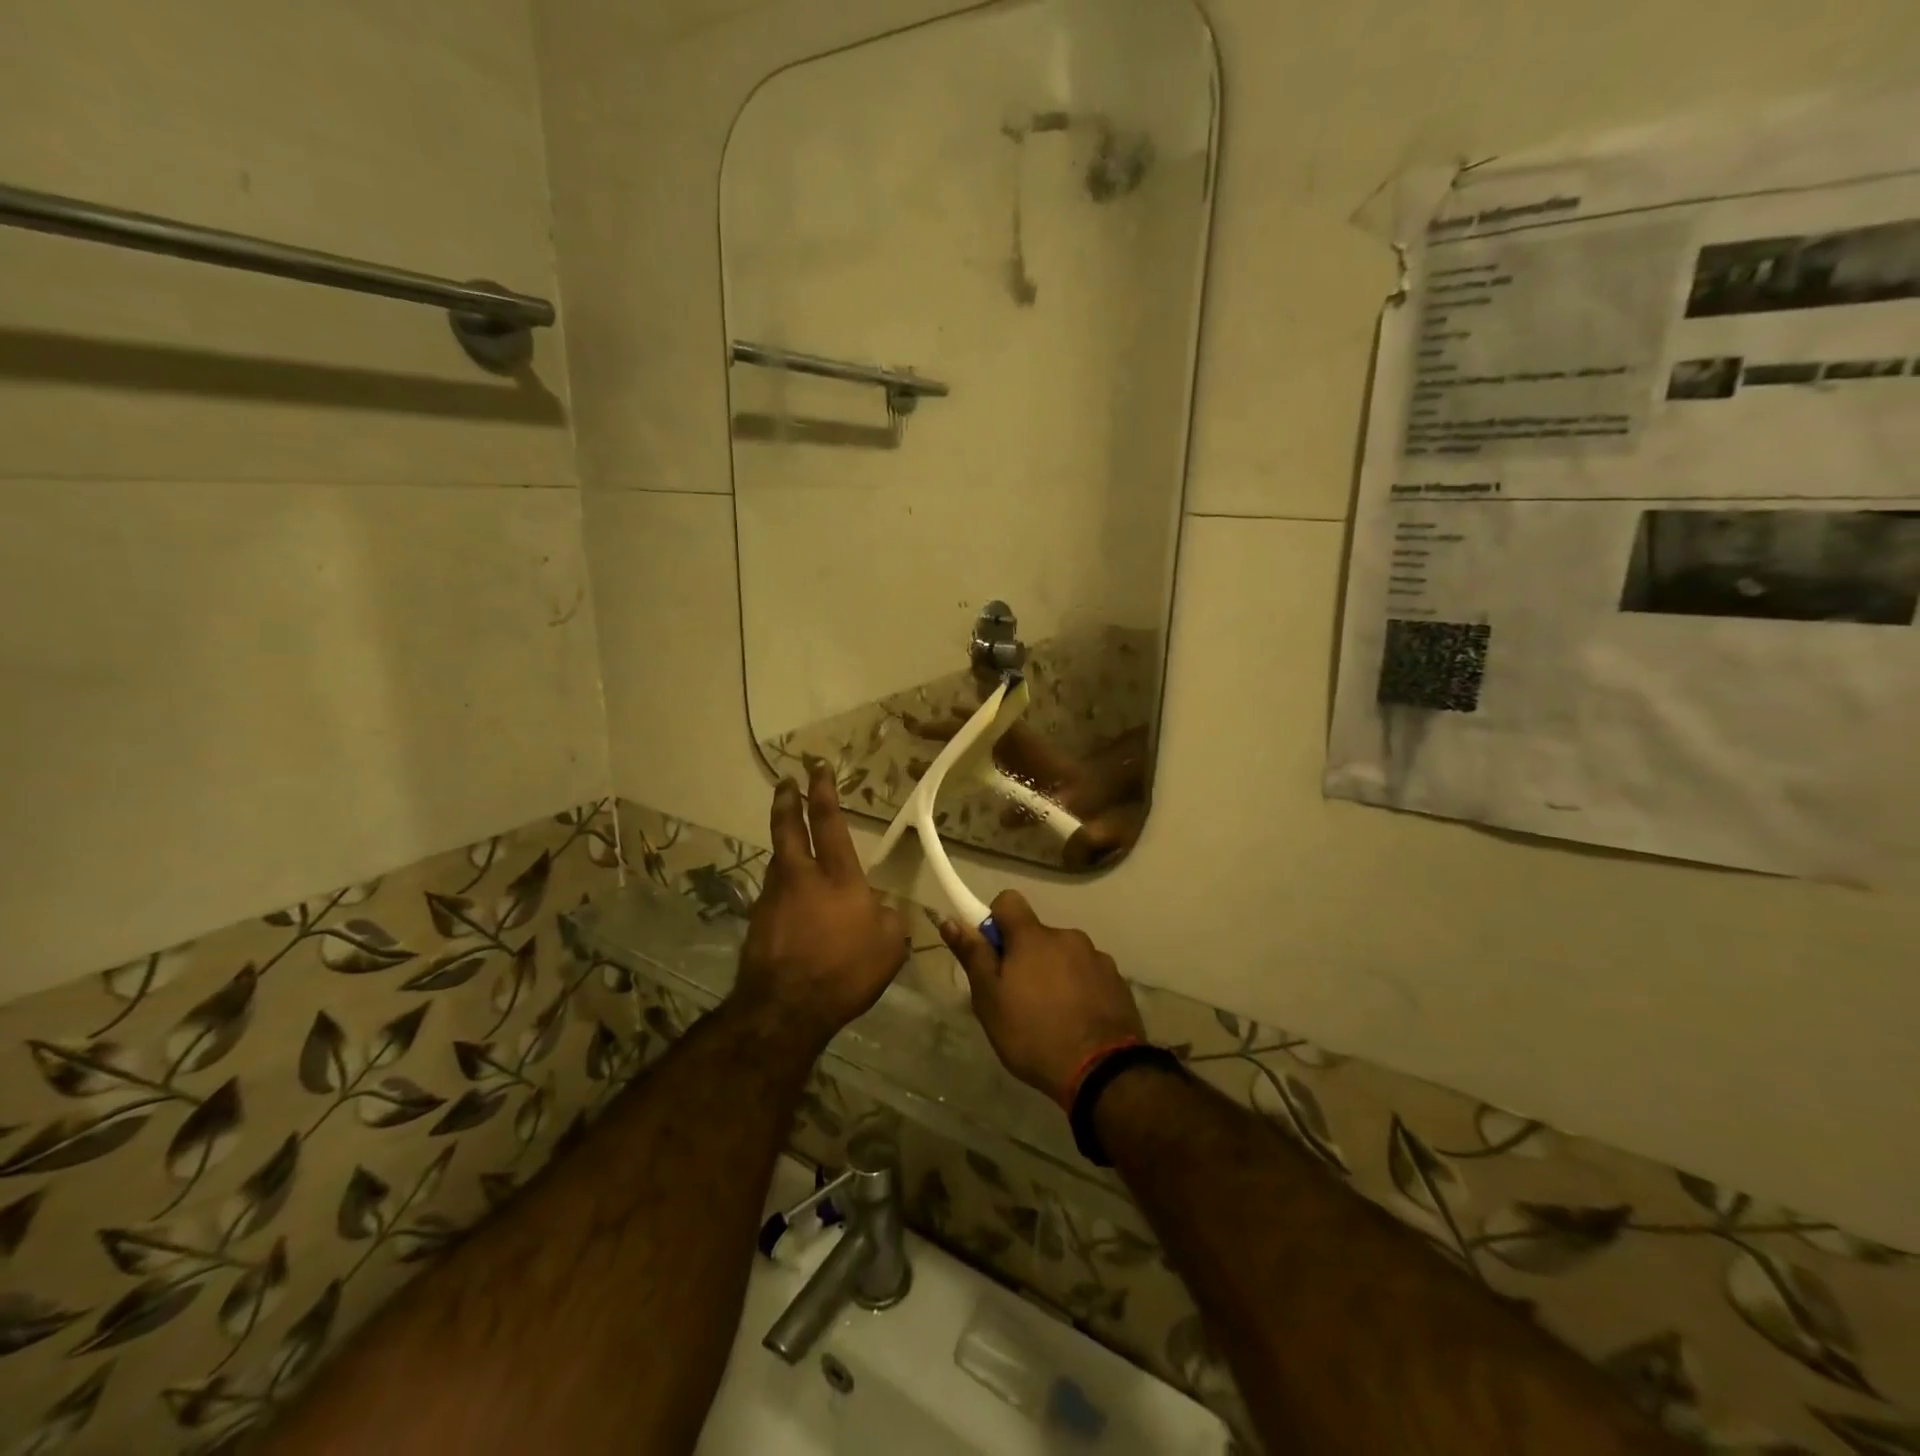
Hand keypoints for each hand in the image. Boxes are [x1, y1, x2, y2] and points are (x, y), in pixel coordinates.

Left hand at [735, 763, 909, 1049]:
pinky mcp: (758, 923)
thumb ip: (888, 918)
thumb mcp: (889, 945)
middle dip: (786, 800)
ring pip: (778, 860)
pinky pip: (775, 894)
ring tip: (791, 842)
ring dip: (784, 845)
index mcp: (837, 876)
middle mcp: (800, 877)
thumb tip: (878, 908)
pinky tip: (792, 902)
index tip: (817, 768)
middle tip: (785, 781)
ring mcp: (773, 898)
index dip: (823, 792)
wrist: (785, 1009)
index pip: (828, 822)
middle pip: (787, 828)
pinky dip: (784, 888)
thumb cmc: (844, 970)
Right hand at [939, 891, 1143, 1102]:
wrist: (1102, 1071)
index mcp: (1033, 937)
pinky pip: (1088, 974)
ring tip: (1050, 1016)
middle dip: (1025, 956)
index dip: (995, 921)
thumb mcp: (990, 1000)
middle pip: (1037, 934)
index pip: (1008, 901)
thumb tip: (951, 920)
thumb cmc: (1033, 1034)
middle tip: (1017, 997)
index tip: (992, 953)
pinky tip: (1077, 1020)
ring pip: (1064, 955)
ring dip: (1054, 972)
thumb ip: (973, 956)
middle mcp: (1067, 936)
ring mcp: (1097, 958)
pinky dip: (1079, 988)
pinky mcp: (1117, 981)